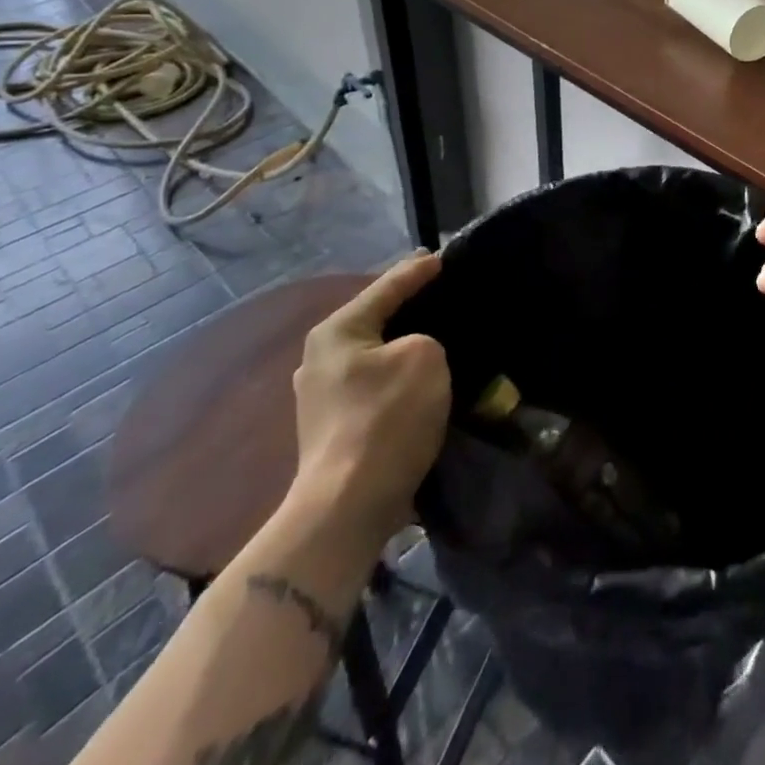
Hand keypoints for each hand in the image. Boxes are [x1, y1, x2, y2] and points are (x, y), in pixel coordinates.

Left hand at [291, 251, 450, 548]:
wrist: (347, 507)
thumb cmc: (386, 418)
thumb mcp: (424, 356)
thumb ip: (426, 337)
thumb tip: (417, 352)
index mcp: (337, 331)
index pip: (387, 286)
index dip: (419, 270)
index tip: (444, 257)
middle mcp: (319, 358)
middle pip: (376, 320)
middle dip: (410, 309)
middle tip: (444, 296)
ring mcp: (321, 397)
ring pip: (375, 355)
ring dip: (404, 348)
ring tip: (438, 339)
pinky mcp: (332, 430)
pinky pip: (374, 386)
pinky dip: (398, 378)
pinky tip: (421, 382)